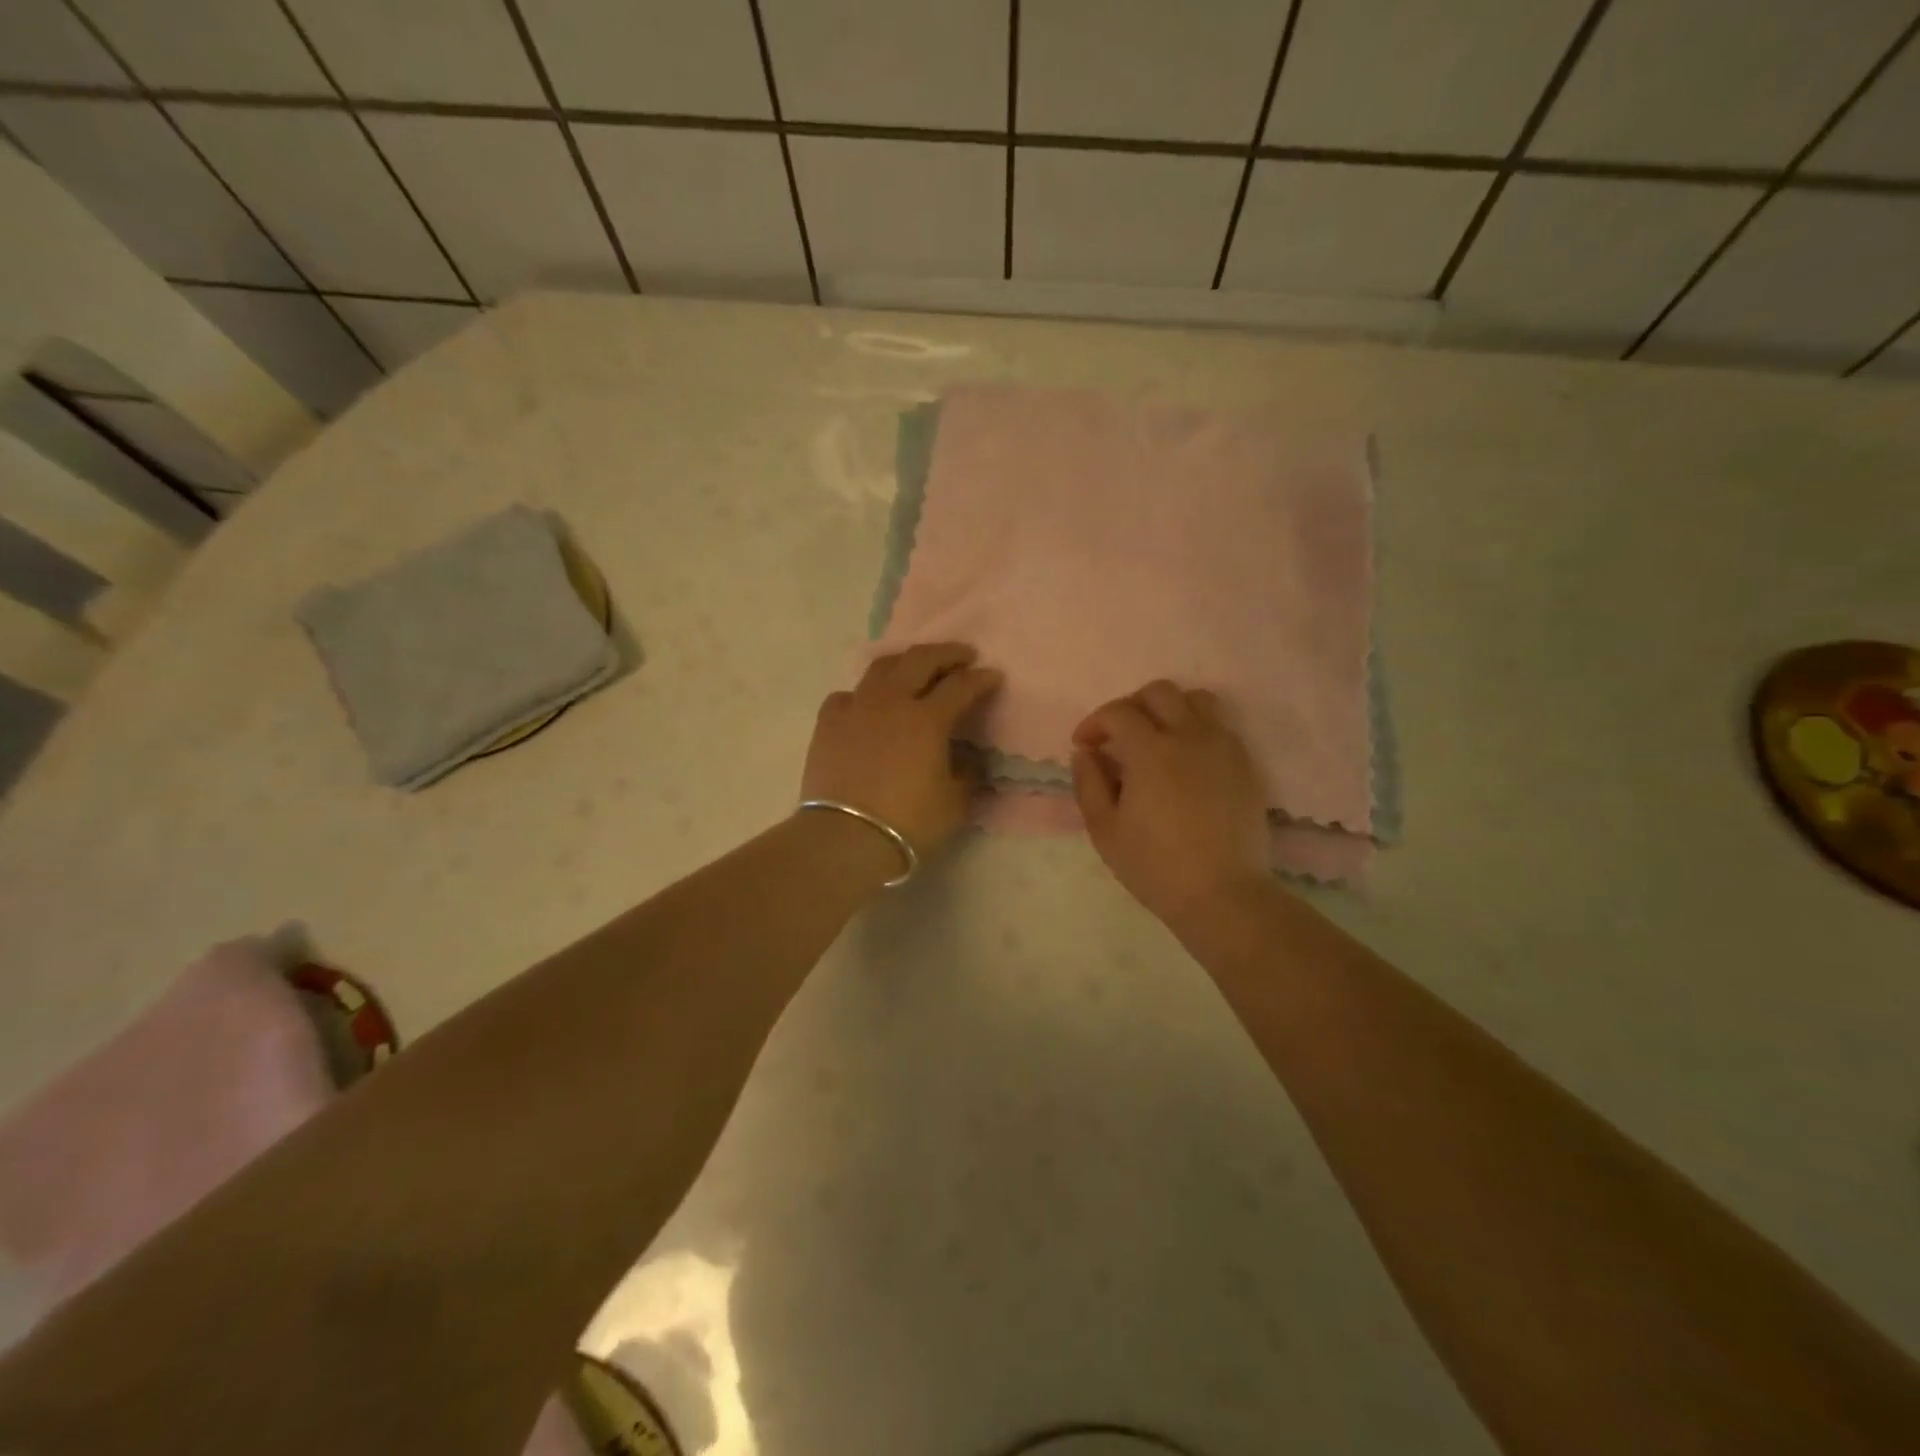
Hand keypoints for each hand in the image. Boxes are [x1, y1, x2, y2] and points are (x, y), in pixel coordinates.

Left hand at [801, 643, 1001, 854]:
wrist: (845, 838)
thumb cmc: (908, 822)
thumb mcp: (954, 803)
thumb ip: (967, 774)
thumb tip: (971, 759)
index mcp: (927, 719)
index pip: (961, 686)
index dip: (981, 679)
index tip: (993, 676)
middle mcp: (891, 702)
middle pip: (920, 660)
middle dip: (947, 653)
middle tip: (962, 655)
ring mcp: (856, 708)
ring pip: (881, 667)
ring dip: (905, 662)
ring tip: (916, 668)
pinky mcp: (827, 723)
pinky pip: (848, 695)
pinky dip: (864, 694)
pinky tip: (868, 705)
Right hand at [1072, 680, 1271, 927]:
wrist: (1222, 894)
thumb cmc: (1155, 865)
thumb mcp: (1104, 829)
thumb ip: (1089, 783)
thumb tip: (1085, 752)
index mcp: (1150, 750)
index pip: (1117, 712)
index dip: (1094, 723)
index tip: (1084, 746)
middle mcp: (1190, 736)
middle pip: (1159, 692)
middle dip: (1131, 706)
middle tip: (1118, 737)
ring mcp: (1223, 747)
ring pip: (1197, 700)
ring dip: (1170, 709)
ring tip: (1157, 738)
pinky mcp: (1245, 764)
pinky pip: (1221, 726)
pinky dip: (1198, 729)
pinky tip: (1186, 760)